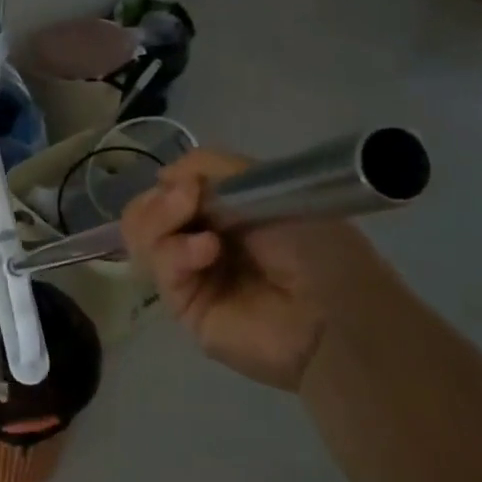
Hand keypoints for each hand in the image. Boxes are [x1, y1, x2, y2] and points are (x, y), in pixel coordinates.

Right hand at [121, 149, 391, 391]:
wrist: (339, 314)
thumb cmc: (316, 246)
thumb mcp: (267, 186)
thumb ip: (213, 168)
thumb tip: (165, 176)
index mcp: (223, 212)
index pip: (171, 190)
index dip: (172, 182)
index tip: (189, 181)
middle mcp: (202, 240)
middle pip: (145, 213)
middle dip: (158, 200)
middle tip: (185, 197)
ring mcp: (191, 276)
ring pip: (142, 238)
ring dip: (159, 218)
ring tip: (188, 214)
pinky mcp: (184, 307)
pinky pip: (160, 270)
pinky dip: (176, 252)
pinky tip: (207, 250)